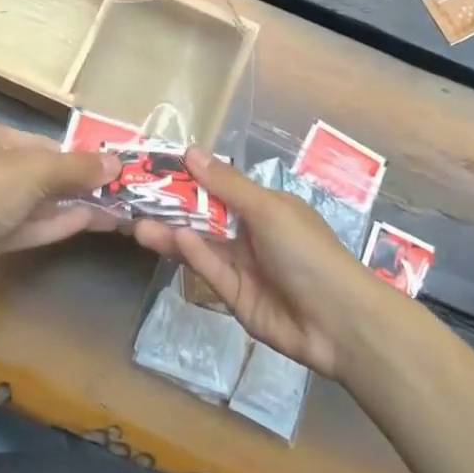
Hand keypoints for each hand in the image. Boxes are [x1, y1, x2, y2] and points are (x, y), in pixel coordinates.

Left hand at [0, 120, 120, 295]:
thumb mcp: (35, 170)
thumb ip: (77, 167)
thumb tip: (116, 163)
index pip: (39, 142)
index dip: (74, 155)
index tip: (107, 167)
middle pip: (40, 173)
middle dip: (78, 182)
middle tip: (119, 190)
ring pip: (37, 202)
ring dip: (74, 205)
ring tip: (116, 208)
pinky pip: (29, 226)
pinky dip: (58, 224)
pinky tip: (92, 222)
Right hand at [130, 148, 381, 378]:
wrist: (338, 321)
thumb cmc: (307, 251)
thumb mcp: (268, 210)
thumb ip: (226, 185)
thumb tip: (191, 151)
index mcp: (265, 206)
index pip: (219, 187)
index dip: (189, 178)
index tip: (155, 170)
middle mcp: (251, 232)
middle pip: (205, 216)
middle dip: (172, 208)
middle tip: (135, 201)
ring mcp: (242, 265)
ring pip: (201, 244)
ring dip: (172, 233)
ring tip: (137, 225)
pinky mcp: (234, 296)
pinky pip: (210, 270)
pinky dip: (192, 255)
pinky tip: (172, 241)